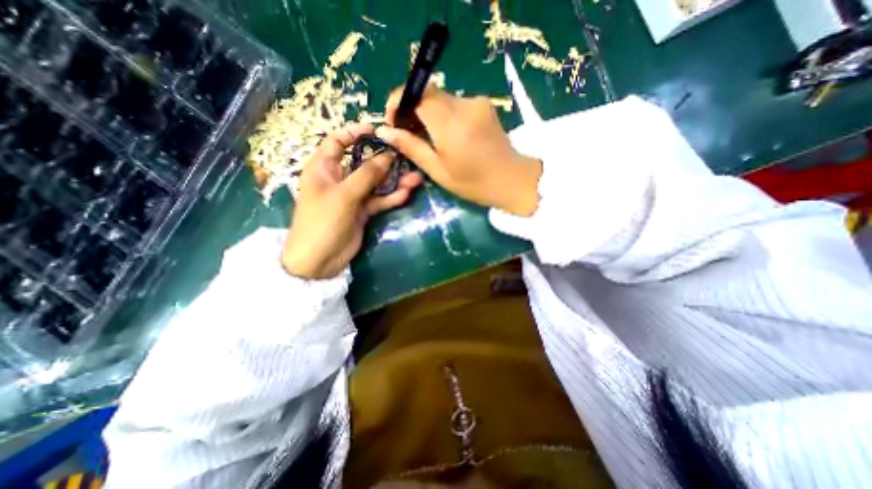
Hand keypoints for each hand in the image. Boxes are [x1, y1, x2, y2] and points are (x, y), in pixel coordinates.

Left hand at [284, 123, 421, 278]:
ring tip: (416, 178)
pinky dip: (392, 197)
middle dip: (385, 160)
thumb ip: (367, 175)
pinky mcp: (362, 211)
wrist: (319, 260)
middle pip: (364, 162)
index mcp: (324, 167)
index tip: (377, 130)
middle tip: (406, 156)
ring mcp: (352, 195)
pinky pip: (379, 199)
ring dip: (394, 180)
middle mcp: (339, 178)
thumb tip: (388, 155)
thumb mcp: (344, 194)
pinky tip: (407, 193)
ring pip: (376, 183)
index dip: (355, 132)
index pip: (337, 141)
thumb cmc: (322, 221)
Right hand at [376, 84, 542, 215]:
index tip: (393, 121)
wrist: (512, 180)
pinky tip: (448, 135)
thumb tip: (384, 131)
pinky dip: (444, 115)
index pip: (416, 93)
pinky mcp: (484, 104)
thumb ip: (411, 147)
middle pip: (428, 93)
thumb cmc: (474, 183)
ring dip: (428, 113)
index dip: (398, 101)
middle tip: (408, 134)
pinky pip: (455, 103)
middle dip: (412, 109)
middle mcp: (464, 105)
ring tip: (428, 138)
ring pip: (441, 98)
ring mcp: (476, 102)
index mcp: (450, 124)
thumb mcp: (438, 170)